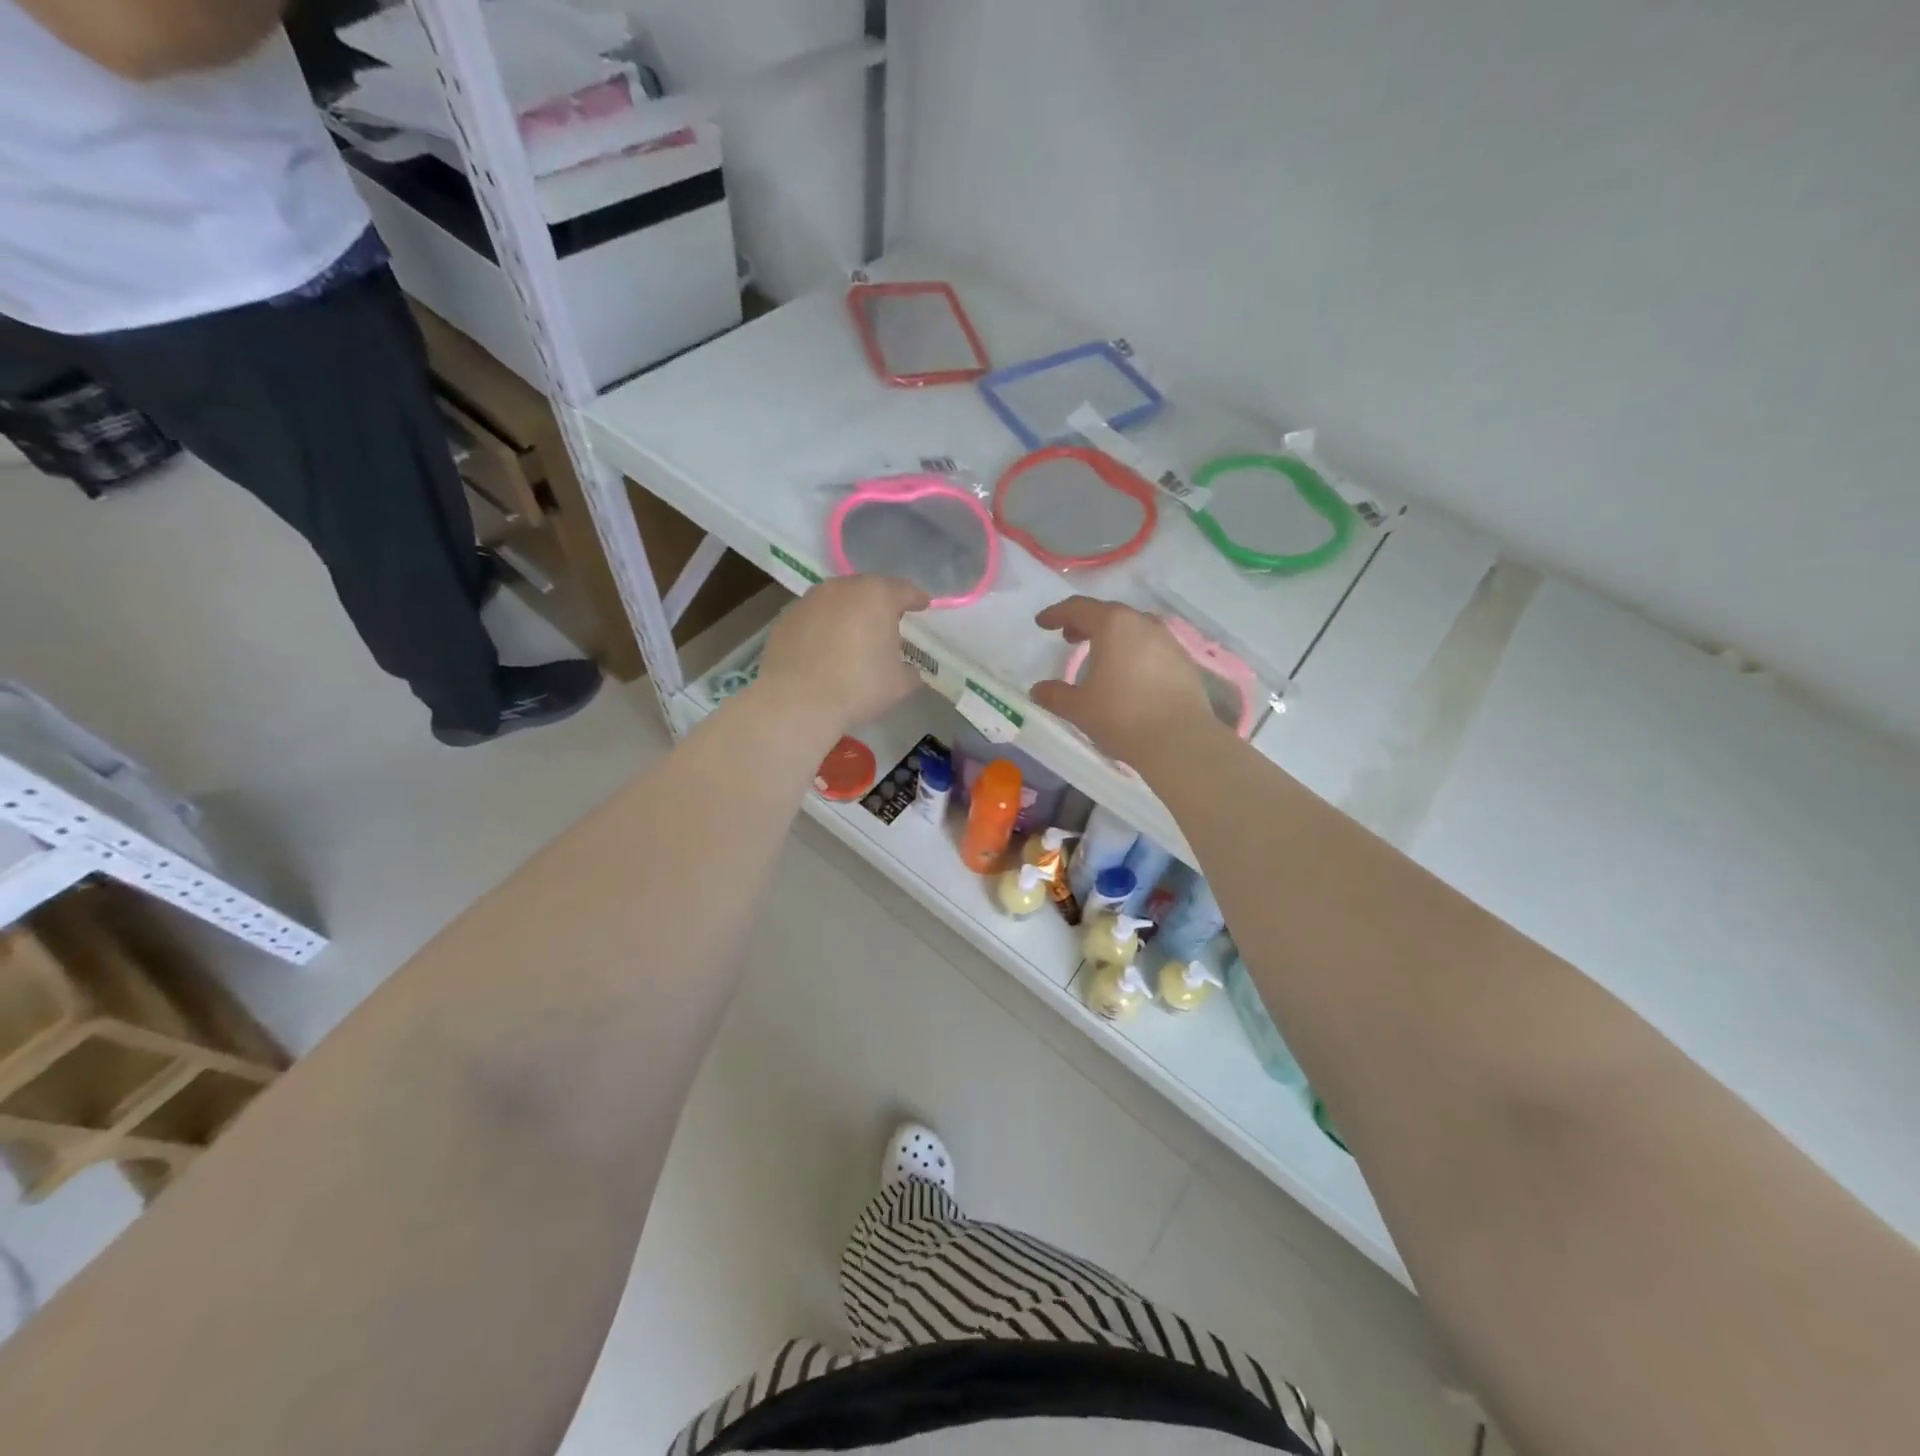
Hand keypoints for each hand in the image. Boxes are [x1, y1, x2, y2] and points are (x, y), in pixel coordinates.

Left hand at [757, 575, 929, 737]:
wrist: (797, 702)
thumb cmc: (858, 687)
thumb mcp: (900, 684)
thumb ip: (910, 670)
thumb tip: (907, 669)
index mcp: (877, 595)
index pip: (905, 590)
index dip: (917, 599)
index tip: (923, 606)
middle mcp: (842, 588)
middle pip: (868, 590)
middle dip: (880, 605)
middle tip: (888, 626)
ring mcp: (810, 600)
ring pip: (838, 600)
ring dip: (849, 613)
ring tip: (854, 638)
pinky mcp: (786, 617)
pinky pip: (815, 617)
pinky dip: (824, 627)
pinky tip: (825, 650)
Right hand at [1030, 596, 1218, 766]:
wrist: (1180, 740)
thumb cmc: (1121, 716)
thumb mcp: (1079, 708)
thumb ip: (1055, 694)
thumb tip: (1038, 690)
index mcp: (1113, 624)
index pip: (1078, 608)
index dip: (1056, 613)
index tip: (1042, 623)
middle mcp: (1142, 623)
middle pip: (1108, 614)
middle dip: (1085, 623)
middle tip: (1069, 638)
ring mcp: (1168, 640)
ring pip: (1133, 629)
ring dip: (1112, 637)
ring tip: (1099, 657)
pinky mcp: (1184, 661)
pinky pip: (1151, 647)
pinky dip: (1134, 652)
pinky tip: (1128, 675)